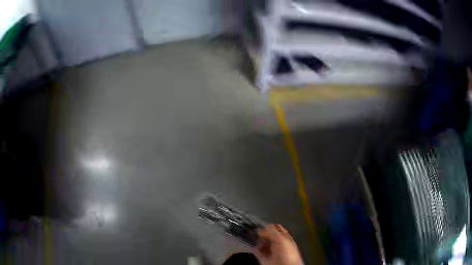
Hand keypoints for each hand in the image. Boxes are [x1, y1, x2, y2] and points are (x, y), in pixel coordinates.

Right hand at [254, 224, 303, 264]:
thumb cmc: (286, 252)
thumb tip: (262, 228)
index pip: (277, 228)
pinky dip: (254, 249)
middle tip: (254, 231)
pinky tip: (251, 246)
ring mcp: (271, 251)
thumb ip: (272, 232)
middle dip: (261, 233)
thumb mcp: (281, 240)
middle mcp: (278, 243)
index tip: (260, 224)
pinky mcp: (264, 258)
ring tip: (252, 238)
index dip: (269, 226)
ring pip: (262, 243)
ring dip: (257, 241)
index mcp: (285, 237)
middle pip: (268, 236)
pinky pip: (257, 252)